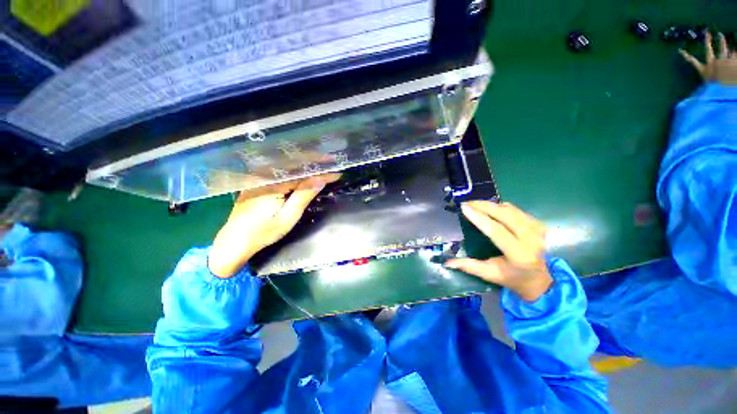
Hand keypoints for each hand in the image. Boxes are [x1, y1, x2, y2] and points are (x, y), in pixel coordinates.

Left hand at [208, 174, 339, 277]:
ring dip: (303, 163)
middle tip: (330, 160)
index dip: (321, 172)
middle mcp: (264, 177)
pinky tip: (300, 170)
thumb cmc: (263, 233)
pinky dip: (292, 169)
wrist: (233, 242)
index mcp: (273, 184)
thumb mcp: (287, 218)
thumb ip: (303, 196)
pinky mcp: (256, 184)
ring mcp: (258, 179)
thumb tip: (320, 179)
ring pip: (285, 166)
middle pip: (293, 164)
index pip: (302, 174)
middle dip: (313, 161)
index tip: (336, 173)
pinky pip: (277, 172)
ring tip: (319, 162)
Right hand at [445, 201, 551, 301]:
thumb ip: (469, 266)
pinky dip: (501, 206)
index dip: (479, 218)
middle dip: (484, 206)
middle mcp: (532, 240)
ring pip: (511, 210)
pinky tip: (490, 207)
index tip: (464, 208)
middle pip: (506, 215)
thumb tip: (447, 262)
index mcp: (519, 255)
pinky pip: (516, 210)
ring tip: (475, 203)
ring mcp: (538, 231)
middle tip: (467, 202)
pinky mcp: (538, 224)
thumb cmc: (511, 278)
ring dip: (492, 205)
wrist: (538, 279)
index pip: (497, 232)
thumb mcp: (489, 274)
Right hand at [679, 31, 736, 85]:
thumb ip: (706, 85)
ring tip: (721, 35)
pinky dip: (734, 53)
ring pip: (723, 49)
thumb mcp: (708, 88)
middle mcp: (712, 63)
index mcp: (704, 70)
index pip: (692, 61)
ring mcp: (723, 61)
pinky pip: (734, 54)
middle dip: (707, 41)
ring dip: (722, 42)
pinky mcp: (732, 61)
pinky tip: (734, 50)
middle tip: (707, 33)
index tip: (680, 50)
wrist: (725, 89)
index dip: (686, 56)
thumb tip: (701, 89)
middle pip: (708, 50)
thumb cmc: (714, 91)